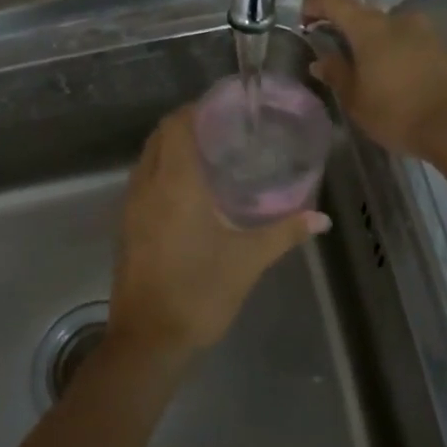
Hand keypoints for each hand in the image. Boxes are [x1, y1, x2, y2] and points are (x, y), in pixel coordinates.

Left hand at [108, 106, 328, 356]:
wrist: (149, 340)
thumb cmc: (200, 292)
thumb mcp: (248, 260)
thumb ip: (284, 232)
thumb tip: (320, 218)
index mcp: (175, 184)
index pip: (178, 125)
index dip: (198, 109)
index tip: (227, 107)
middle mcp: (147, 186)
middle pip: (160, 136)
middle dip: (187, 124)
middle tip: (225, 128)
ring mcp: (131, 207)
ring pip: (147, 158)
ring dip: (171, 147)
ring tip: (210, 152)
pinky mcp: (126, 227)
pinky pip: (142, 181)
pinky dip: (162, 170)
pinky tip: (189, 189)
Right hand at [302, 0, 446, 159]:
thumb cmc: (397, 112)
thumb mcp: (356, 100)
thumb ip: (337, 74)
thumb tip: (321, 60)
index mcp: (370, 27)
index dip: (316, 4)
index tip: (306, 21)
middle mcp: (397, 19)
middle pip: (362, 13)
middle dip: (345, 29)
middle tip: (335, 54)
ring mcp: (424, 31)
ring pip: (387, 28)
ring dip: (372, 43)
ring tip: (365, 71)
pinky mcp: (441, 47)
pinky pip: (407, 41)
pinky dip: (393, 52)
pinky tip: (391, 77)